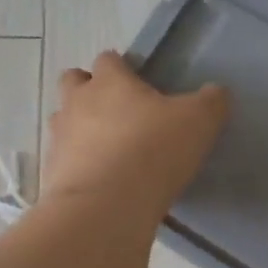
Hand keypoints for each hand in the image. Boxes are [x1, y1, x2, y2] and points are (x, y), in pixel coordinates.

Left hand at [44, 52, 228, 220]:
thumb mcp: (199, 121)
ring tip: (108, 150)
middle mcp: (77, 102)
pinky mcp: (51, 173)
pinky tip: (101, 181)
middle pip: (73, 81)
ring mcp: (59, 138)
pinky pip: (63, 159)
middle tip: (119, 112)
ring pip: (64, 120)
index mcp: (109, 81)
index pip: (109, 59)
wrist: (105, 207)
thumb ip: (211, 101)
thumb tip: (215, 93)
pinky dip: (78, 165)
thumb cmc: (153, 151)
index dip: (123, 68)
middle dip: (90, 90)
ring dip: (81, 128)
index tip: (141, 85)